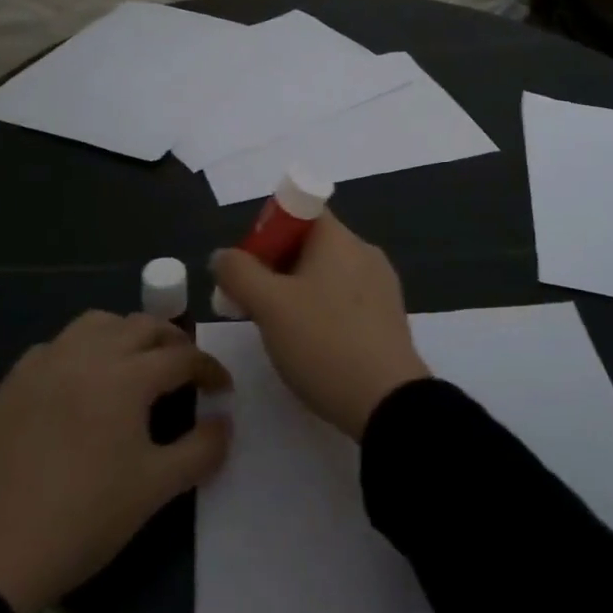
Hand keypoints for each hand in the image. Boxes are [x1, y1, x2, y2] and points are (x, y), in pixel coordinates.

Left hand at [0, 310, 231, 612]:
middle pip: (142, 326)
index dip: (209, 369)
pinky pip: (56, 346)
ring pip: (96, 324)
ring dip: (125, 334)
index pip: (182, 356)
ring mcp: (44, 364)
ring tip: (134, 364)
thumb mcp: (155, 489)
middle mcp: (87, 355)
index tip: (222, 388)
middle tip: (184, 369)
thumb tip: (224, 423)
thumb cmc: (83, 518)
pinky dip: (80, 350)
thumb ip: (201, 450)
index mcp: (126, 376)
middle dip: (172, 341)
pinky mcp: (12, 383)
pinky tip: (80, 382)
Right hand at [211, 210, 428, 438]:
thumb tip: (223, 254)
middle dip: (276, 267)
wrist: (388, 402)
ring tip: (279, 330)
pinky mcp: (388, 317)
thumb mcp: (269, 306)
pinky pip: (345, 300)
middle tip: (252, 303)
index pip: (300, 210)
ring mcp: (381, 285)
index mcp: (339, 238)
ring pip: (327, 275)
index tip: (249, 266)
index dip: (268, 230)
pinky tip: (311, 345)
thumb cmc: (324, 342)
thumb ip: (239, 273)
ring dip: (297, 292)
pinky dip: (322, 311)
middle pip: (311, 244)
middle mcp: (364, 252)